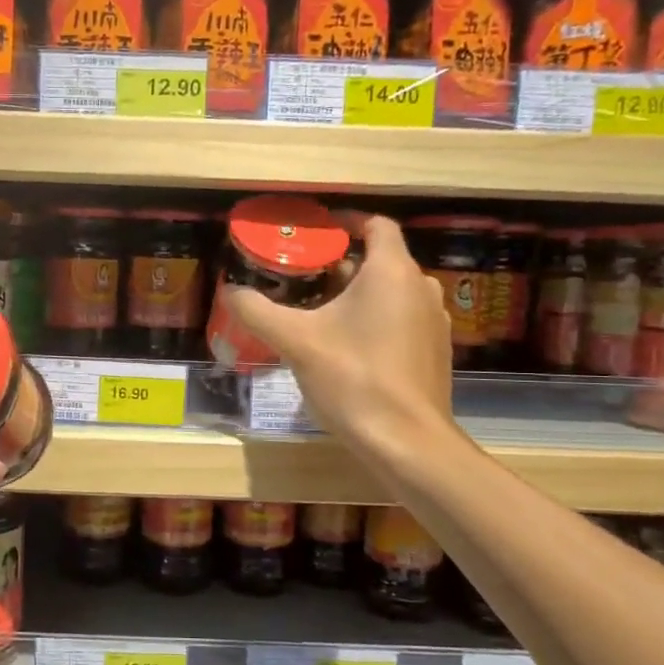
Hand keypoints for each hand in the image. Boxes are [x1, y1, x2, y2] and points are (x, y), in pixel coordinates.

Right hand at [221, 213, 453, 454]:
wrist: (407, 442)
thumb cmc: (354, 378)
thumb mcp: (296, 341)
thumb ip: (258, 311)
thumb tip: (229, 291)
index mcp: (392, 271)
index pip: (376, 225)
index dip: (345, 222)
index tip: (315, 232)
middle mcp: (420, 287)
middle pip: (379, 259)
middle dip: (339, 264)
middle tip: (300, 277)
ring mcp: (432, 321)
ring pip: (390, 291)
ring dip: (356, 294)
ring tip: (317, 311)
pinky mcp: (433, 351)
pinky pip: (400, 319)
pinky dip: (374, 319)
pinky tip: (345, 345)